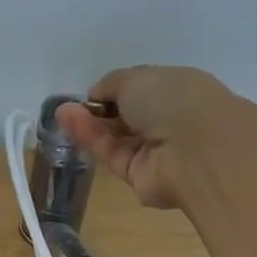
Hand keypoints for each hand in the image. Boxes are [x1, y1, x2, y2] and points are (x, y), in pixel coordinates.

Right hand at [53, 65, 256, 209]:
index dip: (114, 92)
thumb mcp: (136, 77)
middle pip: (126, 118)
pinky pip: (112, 155)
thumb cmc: (173, 100)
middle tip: (68, 107)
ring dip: (89, 124)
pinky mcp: (140, 178)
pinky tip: (70, 123)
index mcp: (176, 91)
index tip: (92, 94)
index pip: (141, 92)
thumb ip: (111, 84)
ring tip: (62, 113)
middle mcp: (167, 122)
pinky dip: (91, 140)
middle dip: (98, 111)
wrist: (194, 150)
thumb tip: (96, 95)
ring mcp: (154, 153)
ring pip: (116, 138)